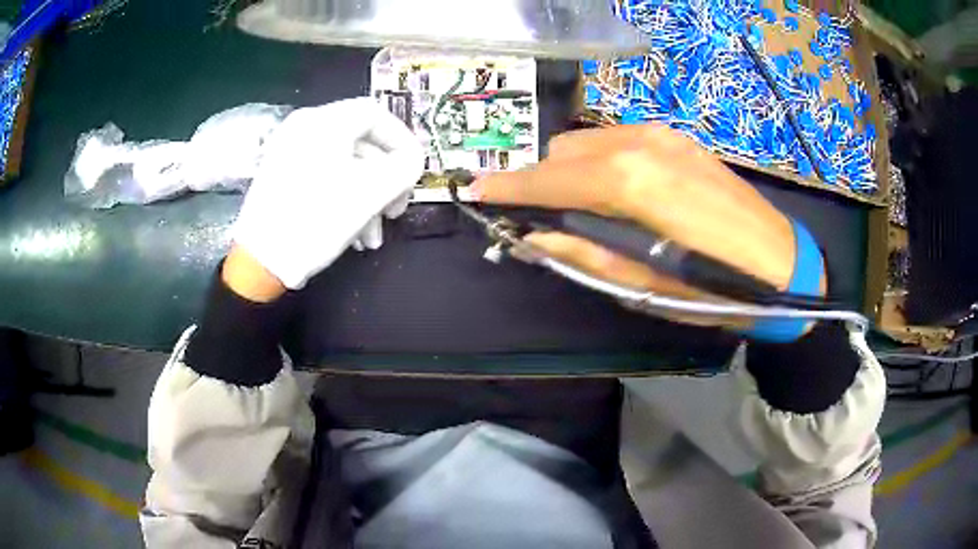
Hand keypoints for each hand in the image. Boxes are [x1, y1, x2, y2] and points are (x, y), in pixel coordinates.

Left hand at [230, 98, 423, 296]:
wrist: (259, 262)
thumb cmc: (316, 220)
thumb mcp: (371, 192)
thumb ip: (405, 167)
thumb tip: (413, 160)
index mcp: (324, 121)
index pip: (376, 114)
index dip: (402, 141)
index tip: (414, 171)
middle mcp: (304, 127)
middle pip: (360, 143)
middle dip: (384, 180)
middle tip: (394, 212)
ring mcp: (288, 151)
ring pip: (343, 165)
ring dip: (366, 197)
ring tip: (371, 237)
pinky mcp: (280, 176)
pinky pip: (323, 177)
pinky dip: (342, 199)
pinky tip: (351, 233)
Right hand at [473, 125, 818, 327]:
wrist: (783, 264)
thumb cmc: (716, 289)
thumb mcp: (644, 286)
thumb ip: (583, 253)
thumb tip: (534, 236)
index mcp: (631, 184)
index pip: (550, 178)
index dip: (508, 187)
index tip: (473, 192)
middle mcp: (640, 144)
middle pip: (563, 150)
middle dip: (541, 180)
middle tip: (540, 215)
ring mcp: (662, 135)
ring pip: (588, 140)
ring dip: (570, 168)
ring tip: (582, 206)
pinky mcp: (677, 137)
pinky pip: (617, 139)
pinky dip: (599, 160)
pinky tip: (617, 191)